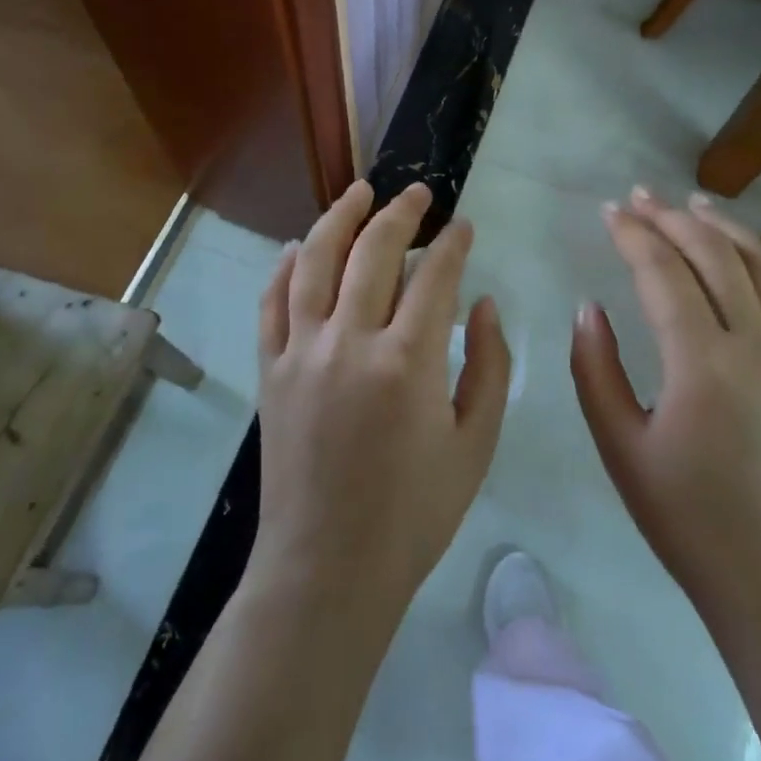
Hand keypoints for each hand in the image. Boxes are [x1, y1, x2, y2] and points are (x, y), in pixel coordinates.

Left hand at [252, 180, 510, 619]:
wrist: (328, 569)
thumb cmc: (414, 513)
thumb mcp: (476, 444)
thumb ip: (489, 365)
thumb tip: (485, 302)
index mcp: (408, 362)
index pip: (435, 276)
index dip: (453, 243)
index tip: (463, 226)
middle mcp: (350, 342)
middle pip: (373, 251)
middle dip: (400, 213)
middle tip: (418, 193)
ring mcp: (302, 352)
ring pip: (316, 261)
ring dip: (339, 218)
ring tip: (359, 191)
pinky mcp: (270, 370)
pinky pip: (272, 302)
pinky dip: (285, 266)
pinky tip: (300, 246)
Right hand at [571, 186, 760, 617]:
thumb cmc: (687, 517)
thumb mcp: (620, 447)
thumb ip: (596, 370)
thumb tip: (589, 307)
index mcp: (702, 363)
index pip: (663, 273)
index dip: (633, 235)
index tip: (609, 211)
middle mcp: (754, 344)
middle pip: (713, 256)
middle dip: (673, 218)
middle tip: (640, 196)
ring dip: (725, 227)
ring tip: (694, 203)